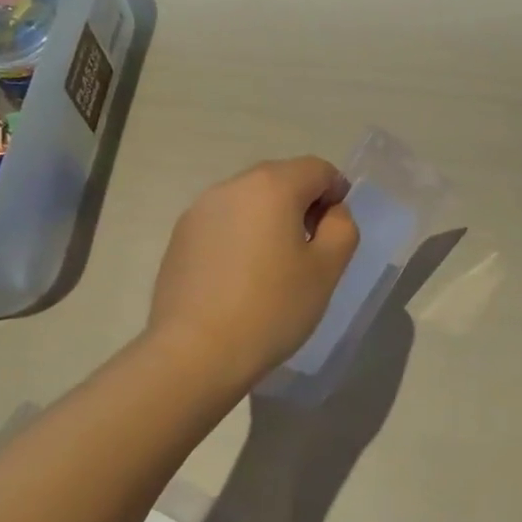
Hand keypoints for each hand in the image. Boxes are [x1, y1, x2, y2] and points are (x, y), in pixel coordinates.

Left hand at [147, 157, 359, 391]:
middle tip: (309, 251)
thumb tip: (330, 213)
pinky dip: (240, 236)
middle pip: (281, 179)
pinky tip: (240, 278)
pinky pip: (223, 222)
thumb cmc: (272, 307)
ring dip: (269, 220)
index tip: (335, 233)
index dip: (336, 194)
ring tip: (272, 267)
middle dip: (302, 204)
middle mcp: (232, 186)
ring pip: (249, 201)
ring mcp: (200, 210)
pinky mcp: (180, 237)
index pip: (318, 169)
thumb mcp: (327, 269)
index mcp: (272, 186)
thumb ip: (342, 228)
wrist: (195, 353)